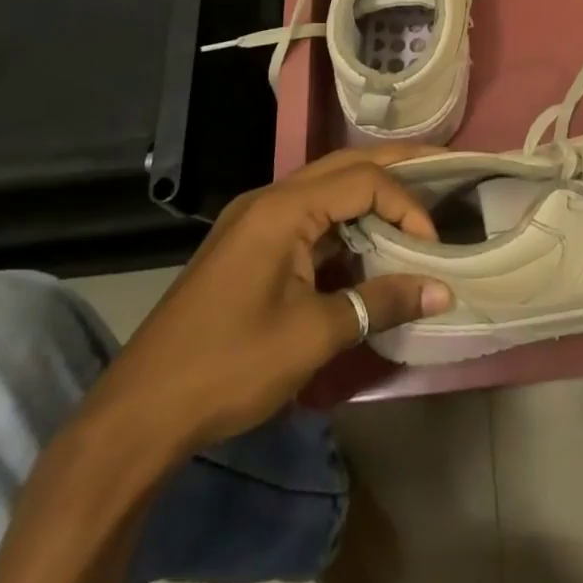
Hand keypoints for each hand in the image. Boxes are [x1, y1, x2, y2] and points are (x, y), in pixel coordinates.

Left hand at [92, 145, 452, 453]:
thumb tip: (442, 289)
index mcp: (283, 208)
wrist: (138, 416)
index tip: (431, 246)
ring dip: (369, 197)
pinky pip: (308, 217)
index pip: (363, 180)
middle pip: (345, 165)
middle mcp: (269, 199)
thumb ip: (381, 302)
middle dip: (396, 168)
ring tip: (413, 207)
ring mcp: (254, 221)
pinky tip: (366, 248)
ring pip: (326, 189)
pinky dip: (343, 224)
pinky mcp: (248, 246)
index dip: (406, 205)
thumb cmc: (229, 365)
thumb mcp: (314, 336)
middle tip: (445, 170)